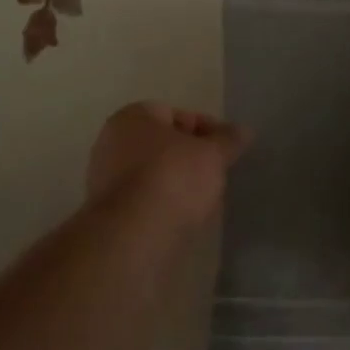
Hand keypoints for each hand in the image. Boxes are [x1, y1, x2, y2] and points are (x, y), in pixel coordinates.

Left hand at [86, 102, 250, 228]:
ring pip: (155, 175)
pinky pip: (145, 201)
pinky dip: (165, 205)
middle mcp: (112, 142)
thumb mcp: (212, 154)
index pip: (177, 114)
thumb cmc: (173, 177)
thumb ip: (229, 140)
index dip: (206, 130)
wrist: (134, 235)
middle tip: (216, 173)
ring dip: (180, 184)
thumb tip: (244, 130)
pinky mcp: (108, 214)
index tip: (225, 149)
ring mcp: (105, 180)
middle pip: (164, 145)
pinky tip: (185, 219)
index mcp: (133, 117)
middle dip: (191, 158)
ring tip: (206, 201)